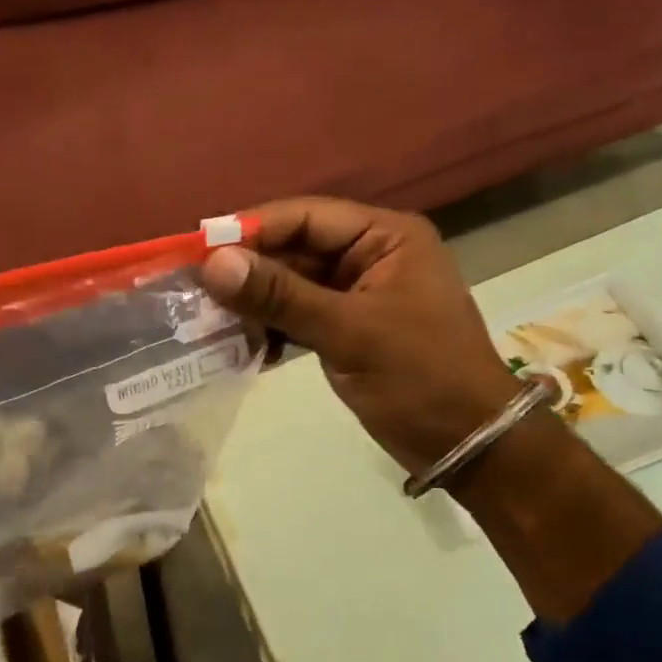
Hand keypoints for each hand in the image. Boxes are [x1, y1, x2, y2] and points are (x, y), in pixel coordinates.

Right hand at [201, 199, 522, 473]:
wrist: (468, 443)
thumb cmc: (420, 376)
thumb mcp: (349, 331)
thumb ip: (281, 295)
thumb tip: (214, 264)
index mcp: (385, 237)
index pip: (306, 217)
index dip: (251, 230)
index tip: (198, 250)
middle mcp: (370, 255)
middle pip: (295, 249)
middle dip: (249, 271)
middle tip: (193, 290)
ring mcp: (359, 294)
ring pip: (293, 285)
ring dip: (255, 302)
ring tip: (207, 318)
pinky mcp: (348, 328)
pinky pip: (300, 315)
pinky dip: (272, 327)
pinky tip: (240, 344)